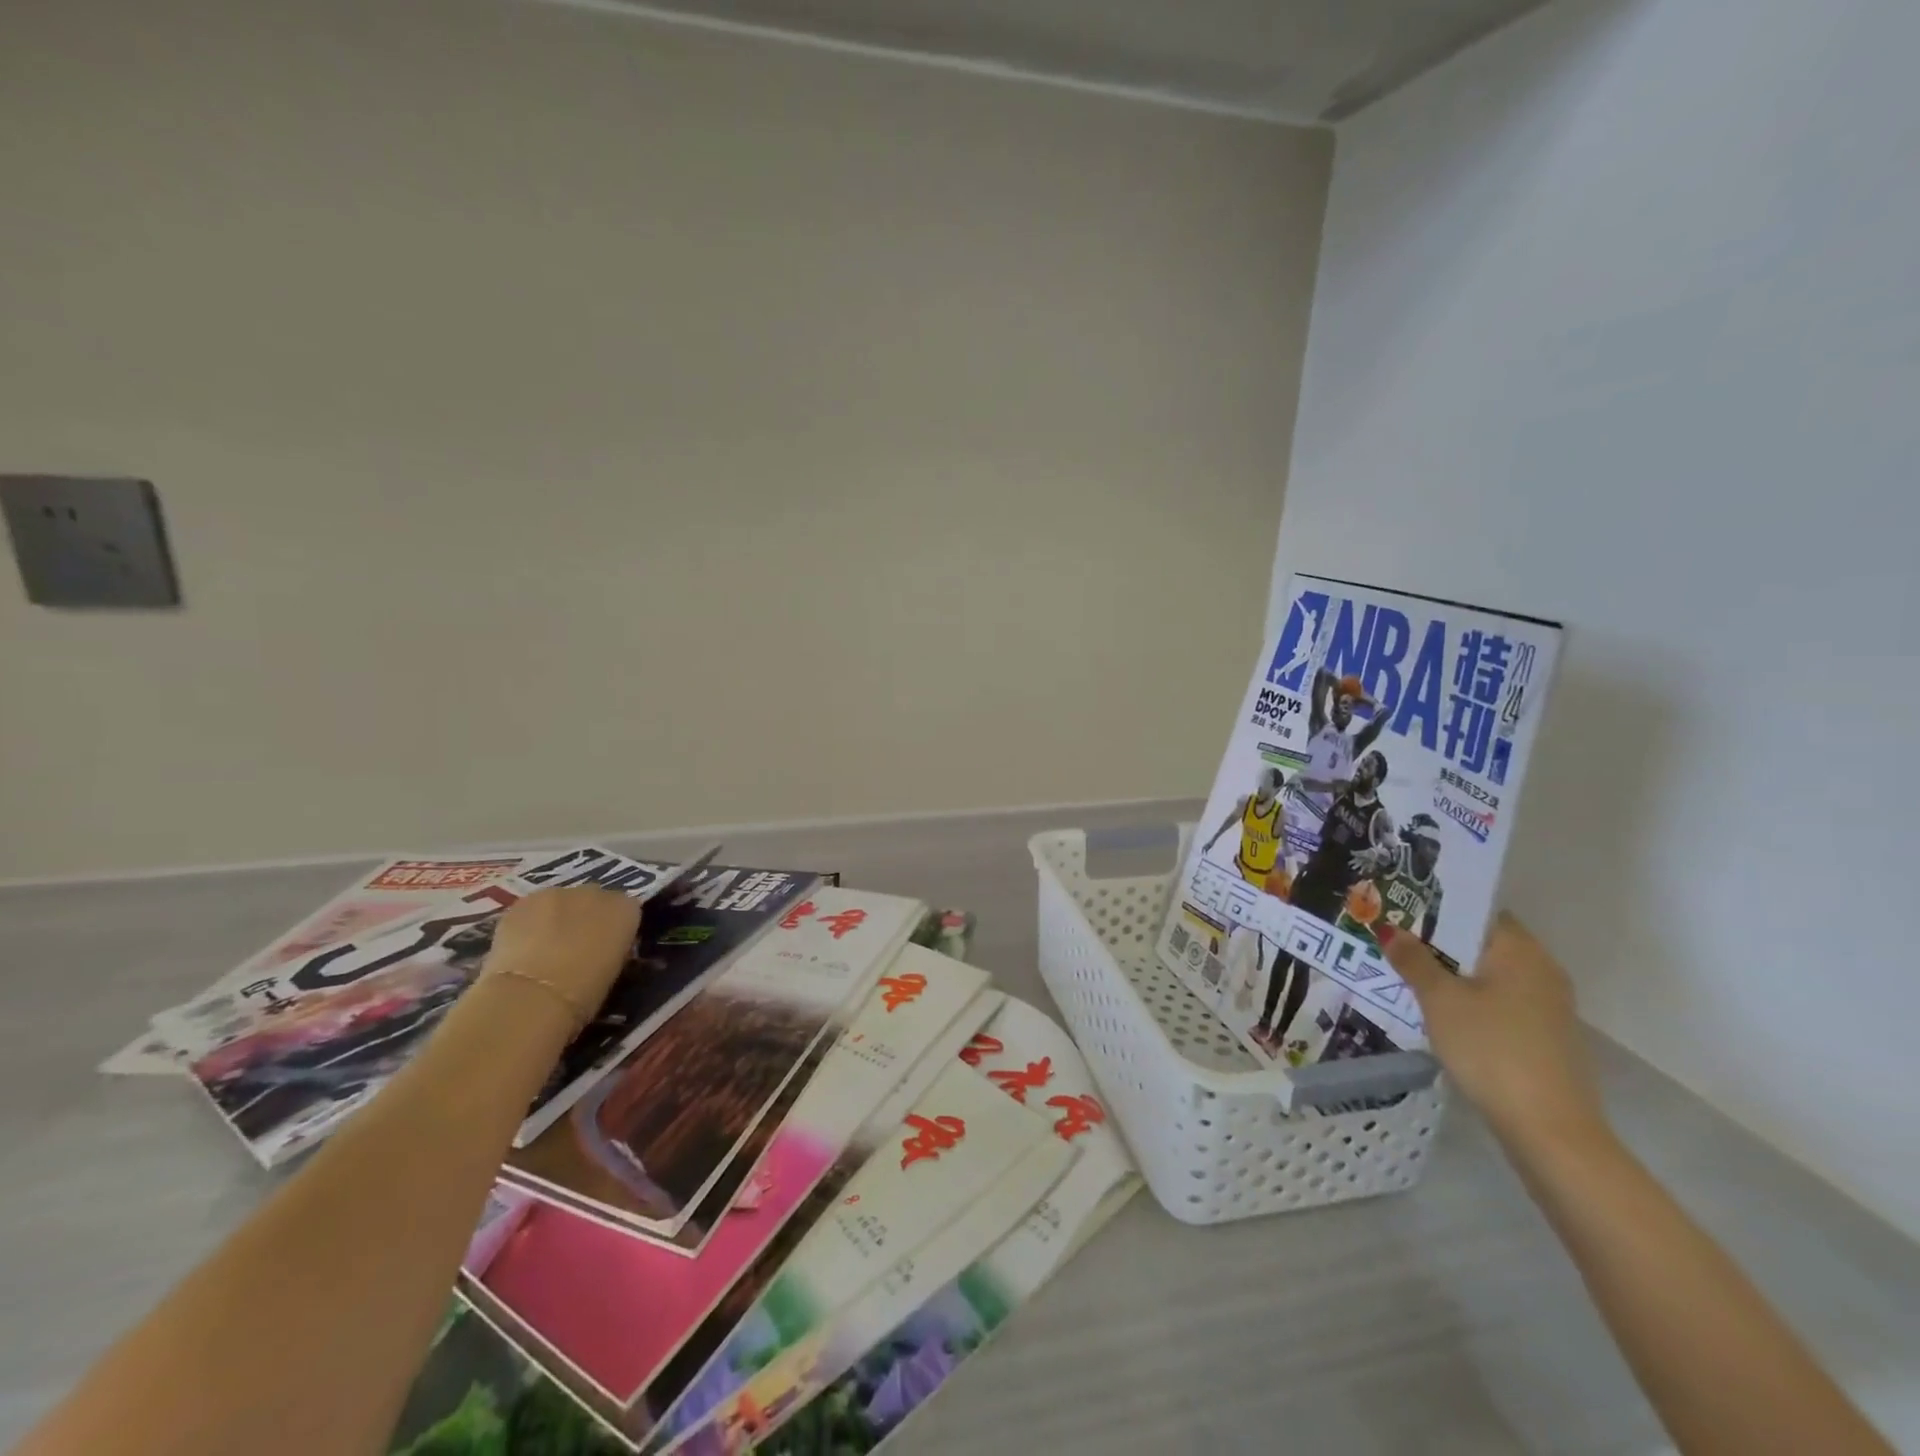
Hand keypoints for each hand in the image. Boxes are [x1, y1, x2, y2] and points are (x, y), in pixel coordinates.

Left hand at [482, 887, 640, 1013]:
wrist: (533, 995)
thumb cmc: (584, 992)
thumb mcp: (614, 971)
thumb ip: (612, 949)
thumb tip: (602, 950)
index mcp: (626, 910)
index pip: (627, 910)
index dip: (614, 929)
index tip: (605, 948)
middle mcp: (596, 893)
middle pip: (593, 900)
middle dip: (586, 918)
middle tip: (575, 948)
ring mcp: (558, 894)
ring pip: (560, 902)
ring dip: (556, 918)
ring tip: (544, 949)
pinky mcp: (523, 902)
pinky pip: (532, 909)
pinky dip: (529, 924)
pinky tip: (521, 948)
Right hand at [1380, 914, 1605, 1153]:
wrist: (1549, 1129)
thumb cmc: (1491, 1048)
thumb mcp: (1439, 1000)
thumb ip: (1414, 961)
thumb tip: (1391, 930)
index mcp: (1521, 951)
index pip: (1479, 913)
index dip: (1439, 910)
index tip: (1401, 913)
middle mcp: (1542, 971)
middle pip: (1483, 945)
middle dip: (1439, 944)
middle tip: (1394, 943)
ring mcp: (1548, 1007)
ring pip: (1490, 976)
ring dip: (1453, 975)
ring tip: (1407, 977)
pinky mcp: (1545, 1037)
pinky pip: (1500, 1003)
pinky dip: (1471, 1002)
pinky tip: (1440, 1014)